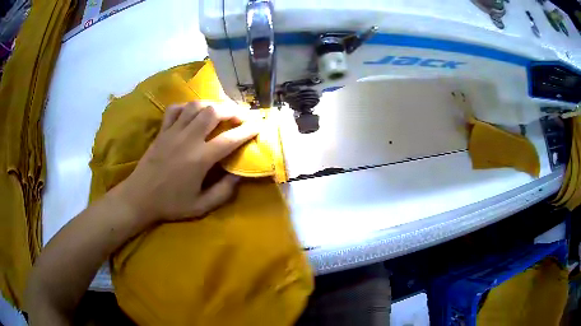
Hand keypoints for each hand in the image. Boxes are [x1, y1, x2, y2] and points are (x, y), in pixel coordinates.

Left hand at [113, 101, 259, 222]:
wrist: (139, 198)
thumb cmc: (170, 204)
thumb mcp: (201, 206)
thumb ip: (223, 192)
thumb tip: (239, 175)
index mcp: (200, 159)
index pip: (230, 139)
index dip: (248, 131)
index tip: (259, 126)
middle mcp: (188, 139)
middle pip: (214, 112)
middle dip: (232, 110)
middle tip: (242, 115)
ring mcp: (173, 132)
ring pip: (196, 106)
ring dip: (212, 104)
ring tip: (222, 111)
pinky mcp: (162, 131)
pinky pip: (175, 109)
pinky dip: (187, 107)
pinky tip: (193, 112)